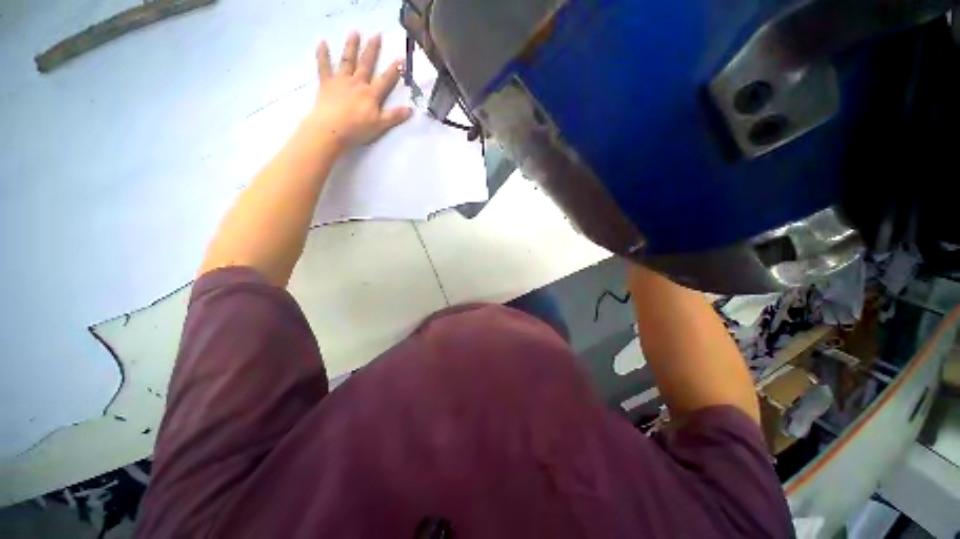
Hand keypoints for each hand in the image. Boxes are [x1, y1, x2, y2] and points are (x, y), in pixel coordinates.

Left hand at [306, 32, 412, 150]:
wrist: (332, 130)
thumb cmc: (357, 129)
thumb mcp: (380, 125)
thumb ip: (394, 116)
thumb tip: (411, 110)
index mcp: (371, 94)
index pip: (385, 80)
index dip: (394, 70)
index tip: (400, 58)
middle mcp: (357, 83)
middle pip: (366, 64)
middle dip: (372, 50)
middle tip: (377, 35)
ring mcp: (341, 81)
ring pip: (347, 60)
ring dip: (351, 46)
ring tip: (354, 32)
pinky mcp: (326, 83)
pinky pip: (323, 66)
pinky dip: (322, 54)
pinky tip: (322, 42)